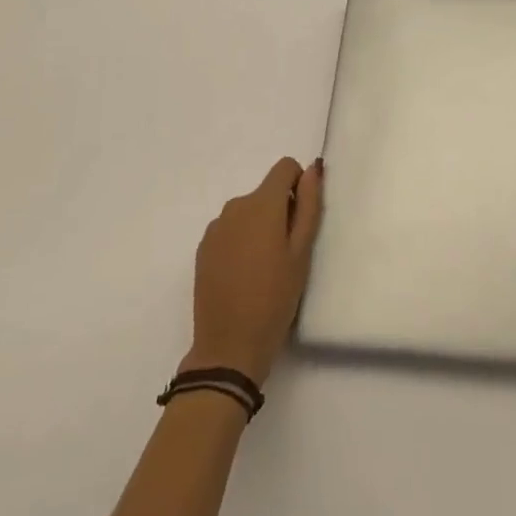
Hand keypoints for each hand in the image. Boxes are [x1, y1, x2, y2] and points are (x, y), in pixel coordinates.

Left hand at [181, 157, 324, 385]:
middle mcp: (235, 206)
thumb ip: (309, 204)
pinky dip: (241, 242)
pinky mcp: (203, 249)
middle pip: (266, 192)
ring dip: (260, 227)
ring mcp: (215, 227)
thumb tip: (313, 169)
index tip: (301, 220)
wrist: (228, 348)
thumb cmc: (275, 298)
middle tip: (287, 254)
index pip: (285, 167)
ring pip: (248, 212)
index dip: (299, 185)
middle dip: (280, 211)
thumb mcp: (302, 252)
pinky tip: (243, 276)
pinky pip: (230, 230)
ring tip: (264, 269)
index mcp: (262, 203)